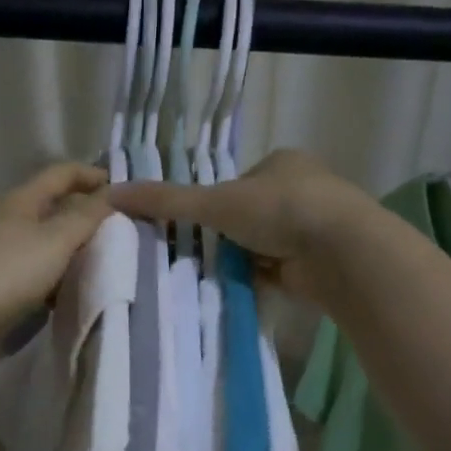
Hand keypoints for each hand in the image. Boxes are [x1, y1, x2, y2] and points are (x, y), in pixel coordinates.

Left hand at [0, 162, 110, 368]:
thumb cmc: (4, 271)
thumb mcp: (54, 239)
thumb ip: (86, 217)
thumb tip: (115, 194)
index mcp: (22, 200)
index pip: (62, 173)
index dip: (94, 176)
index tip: (126, 194)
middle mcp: (9, 219)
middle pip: (54, 208)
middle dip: (87, 217)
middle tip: (124, 235)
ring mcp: (0, 252)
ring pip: (46, 243)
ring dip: (73, 251)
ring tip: (106, 267)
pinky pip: (35, 273)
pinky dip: (56, 278)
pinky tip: (71, 294)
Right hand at [107, 150, 372, 304]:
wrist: (339, 249)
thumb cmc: (279, 209)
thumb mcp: (215, 202)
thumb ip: (166, 201)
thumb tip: (111, 194)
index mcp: (280, 163)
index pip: (235, 184)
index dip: (213, 205)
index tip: (196, 226)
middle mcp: (301, 189)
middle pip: (249, 216)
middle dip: (229, 236)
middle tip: (201, 256)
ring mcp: (314, 225)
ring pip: (264, 244)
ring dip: (245, 259)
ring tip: (220, 275)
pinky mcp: (320, 260)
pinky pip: (279, 269)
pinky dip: (261, 278)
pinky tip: (245, 287)